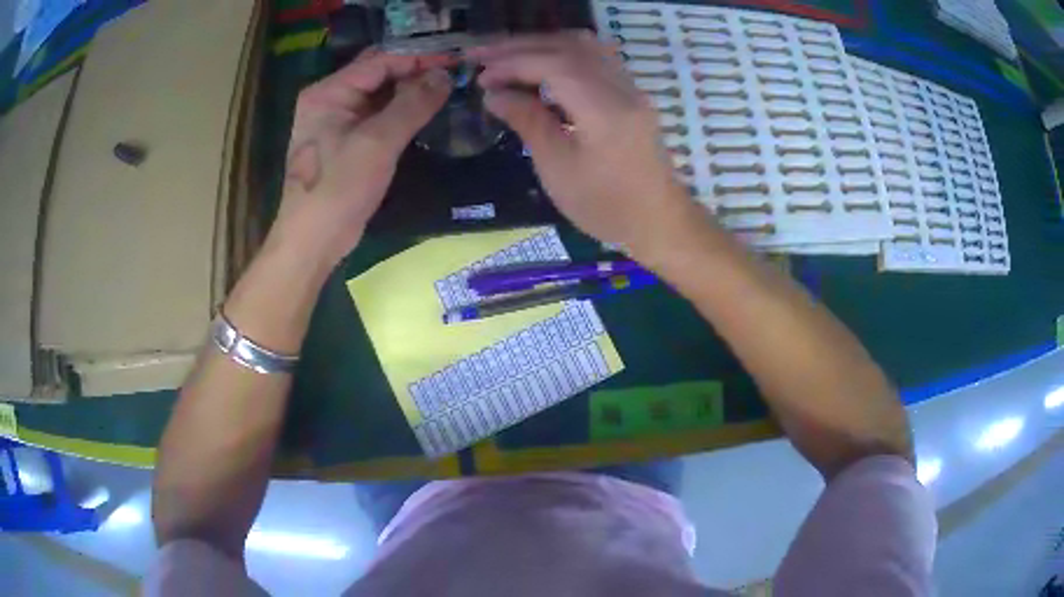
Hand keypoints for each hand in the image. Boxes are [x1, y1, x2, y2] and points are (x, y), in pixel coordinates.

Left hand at [269, 48, 452, 267]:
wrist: (313, 241)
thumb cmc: (338, 189)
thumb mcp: (377, 143)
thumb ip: (412, 104)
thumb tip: (444, 76)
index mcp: (328, 91)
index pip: (380, 61)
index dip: (419, 58)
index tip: (456, 60)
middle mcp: (330, 99)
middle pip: (379, 74)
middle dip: (416, 71)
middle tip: (456, 73)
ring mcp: (336, 121)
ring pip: (380, 95)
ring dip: (411, 91)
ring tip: (448, 88)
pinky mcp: (346, 141)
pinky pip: (378, 115)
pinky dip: (402, 111)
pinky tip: (426, 111)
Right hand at [471, 33, 696, 254]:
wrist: (657, 220)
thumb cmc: (605, 205)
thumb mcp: (557, 169)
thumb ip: (527, 121)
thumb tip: (494, 94)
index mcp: (604, 110)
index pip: (553, 64)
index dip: (512, 63)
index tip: (480, 74)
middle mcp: (622, 88)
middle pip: (568, 47)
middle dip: (521, 46)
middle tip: (482, 54)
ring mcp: (631, 87)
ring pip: (584, 45)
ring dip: (541, 44)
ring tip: (506, 55)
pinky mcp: (631, 92)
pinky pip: (595, 56)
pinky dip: (561, 52)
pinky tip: (540, 64)